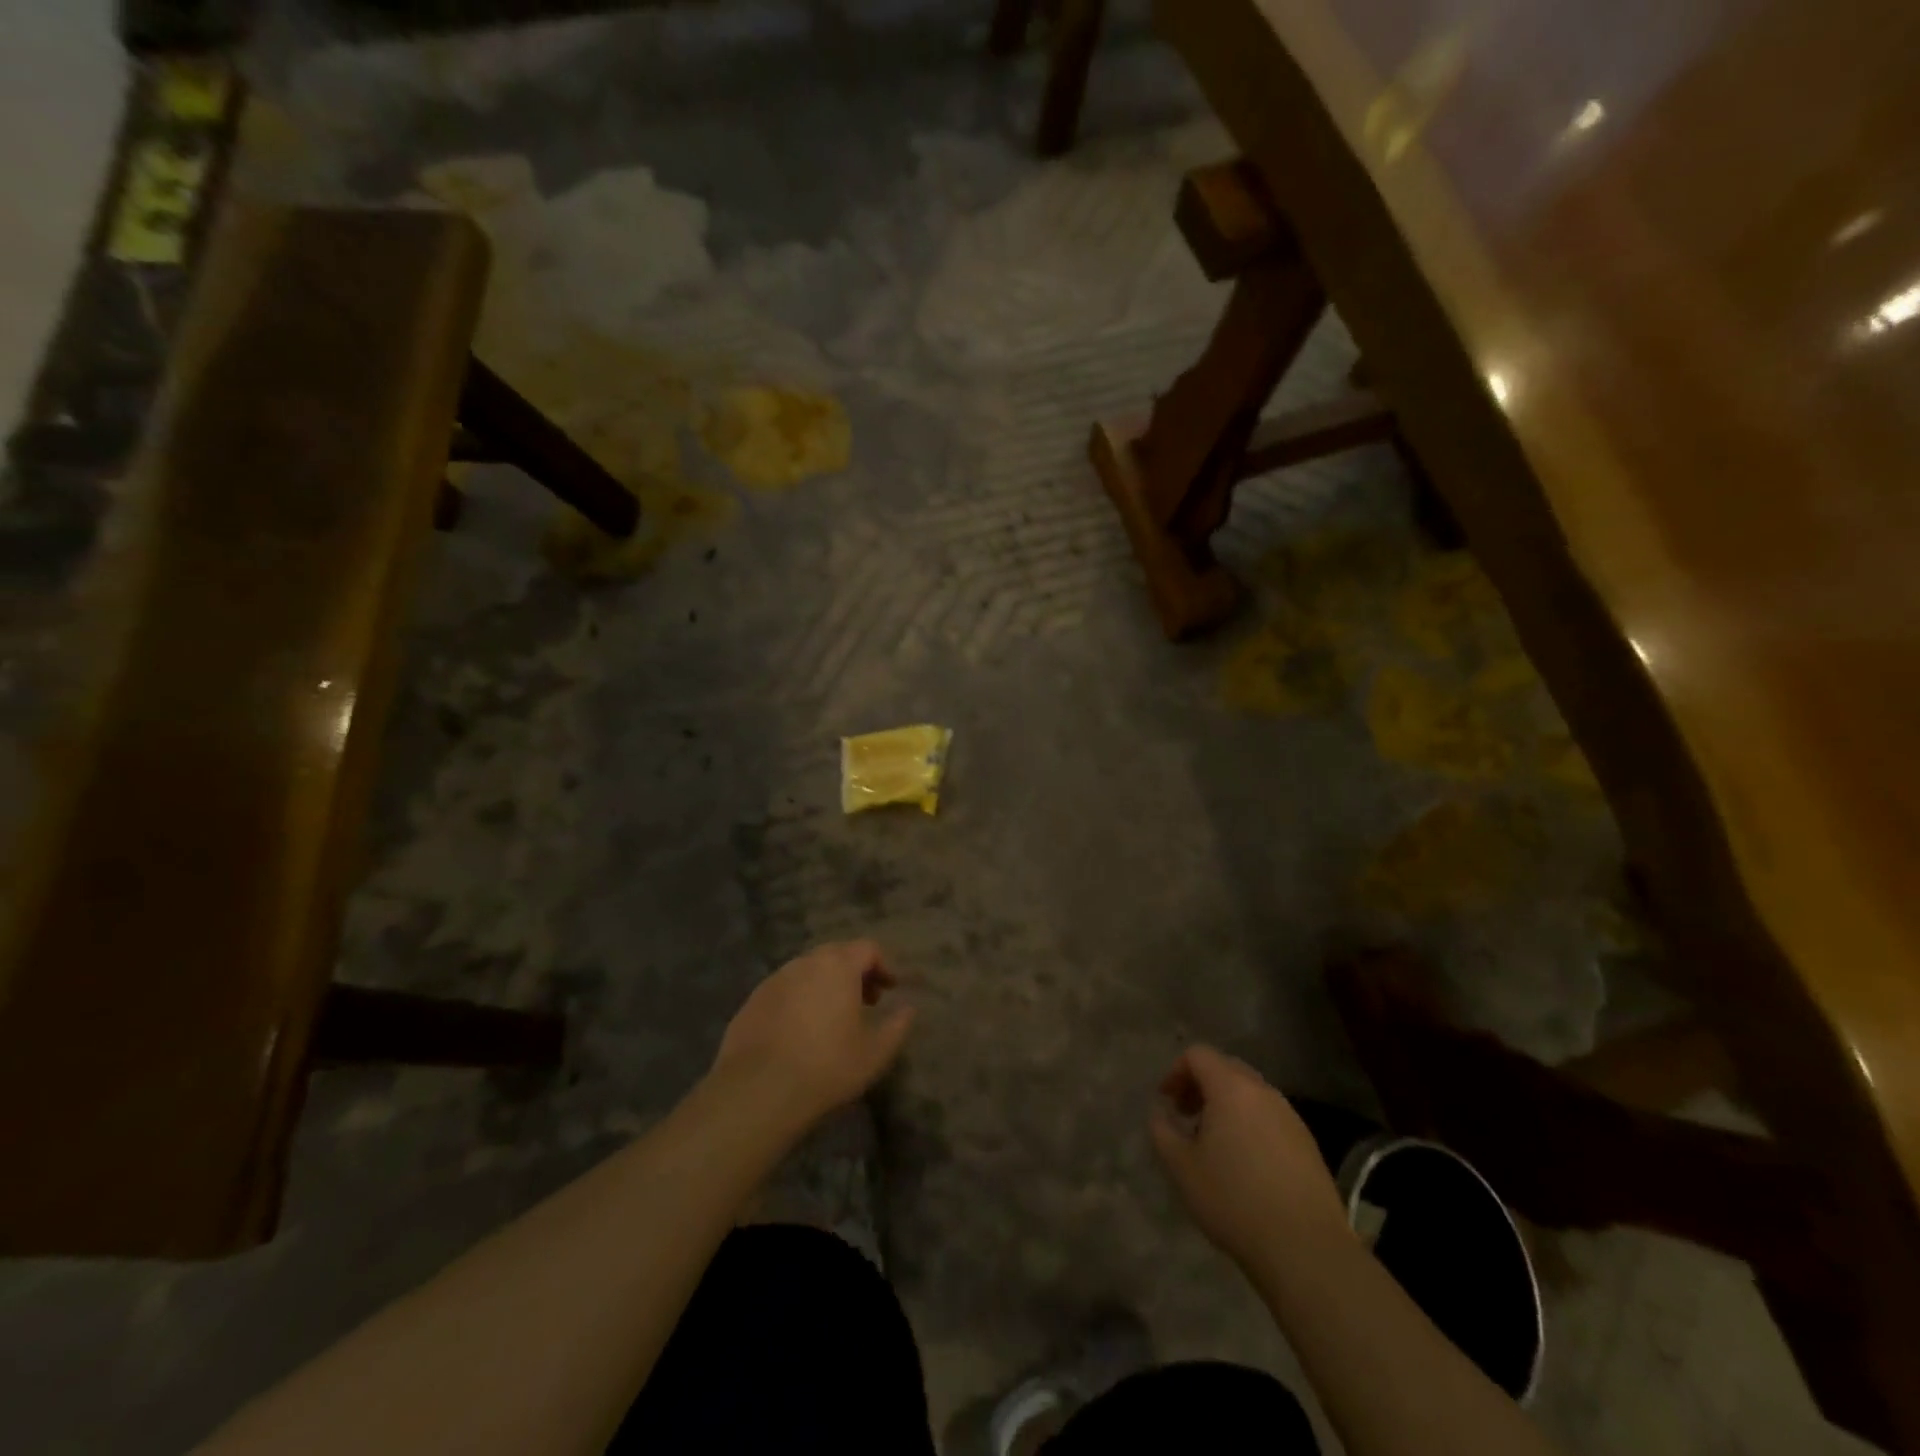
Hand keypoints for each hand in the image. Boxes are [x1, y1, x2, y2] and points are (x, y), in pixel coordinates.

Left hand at [711, 940, 915, 1129]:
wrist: (758, 1091)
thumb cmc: (827, 1066)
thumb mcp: (875, 1052)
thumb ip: (897, 1025)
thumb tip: (908, 1008)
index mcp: (838, 966)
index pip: (867, 948)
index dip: (884, 965)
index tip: (891, 989)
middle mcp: (805, 962)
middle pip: (836, 954)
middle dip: (855, 972)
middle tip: (866, 1001)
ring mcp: (775, 980)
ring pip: (808, 971)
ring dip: (826, 984)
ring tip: (833, 1017)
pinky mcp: (752, 1001)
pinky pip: (785, 989)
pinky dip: (800, 999)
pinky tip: (800, 1031)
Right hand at [1150, 1045, 1353, 1276]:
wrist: (1307, 1249)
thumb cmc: (1235, 1201)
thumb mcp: (1182, 1168)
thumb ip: (1162, 1131)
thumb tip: (1160, 1113)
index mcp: (1231, 1088)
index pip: (1198, 1055)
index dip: (1175, 1072)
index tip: (1166, 1102)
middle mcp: (1263, 1092)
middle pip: (1226, 1068)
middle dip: (1201, 1085)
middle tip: (1186, 1116)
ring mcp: (1290, 1116)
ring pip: (1250, 1093)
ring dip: (1226, 1105)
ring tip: (1214, 1143)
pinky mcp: (1308, 1143)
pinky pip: (1270, 1117)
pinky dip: (1249, 1124)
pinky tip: (1245, 1164)